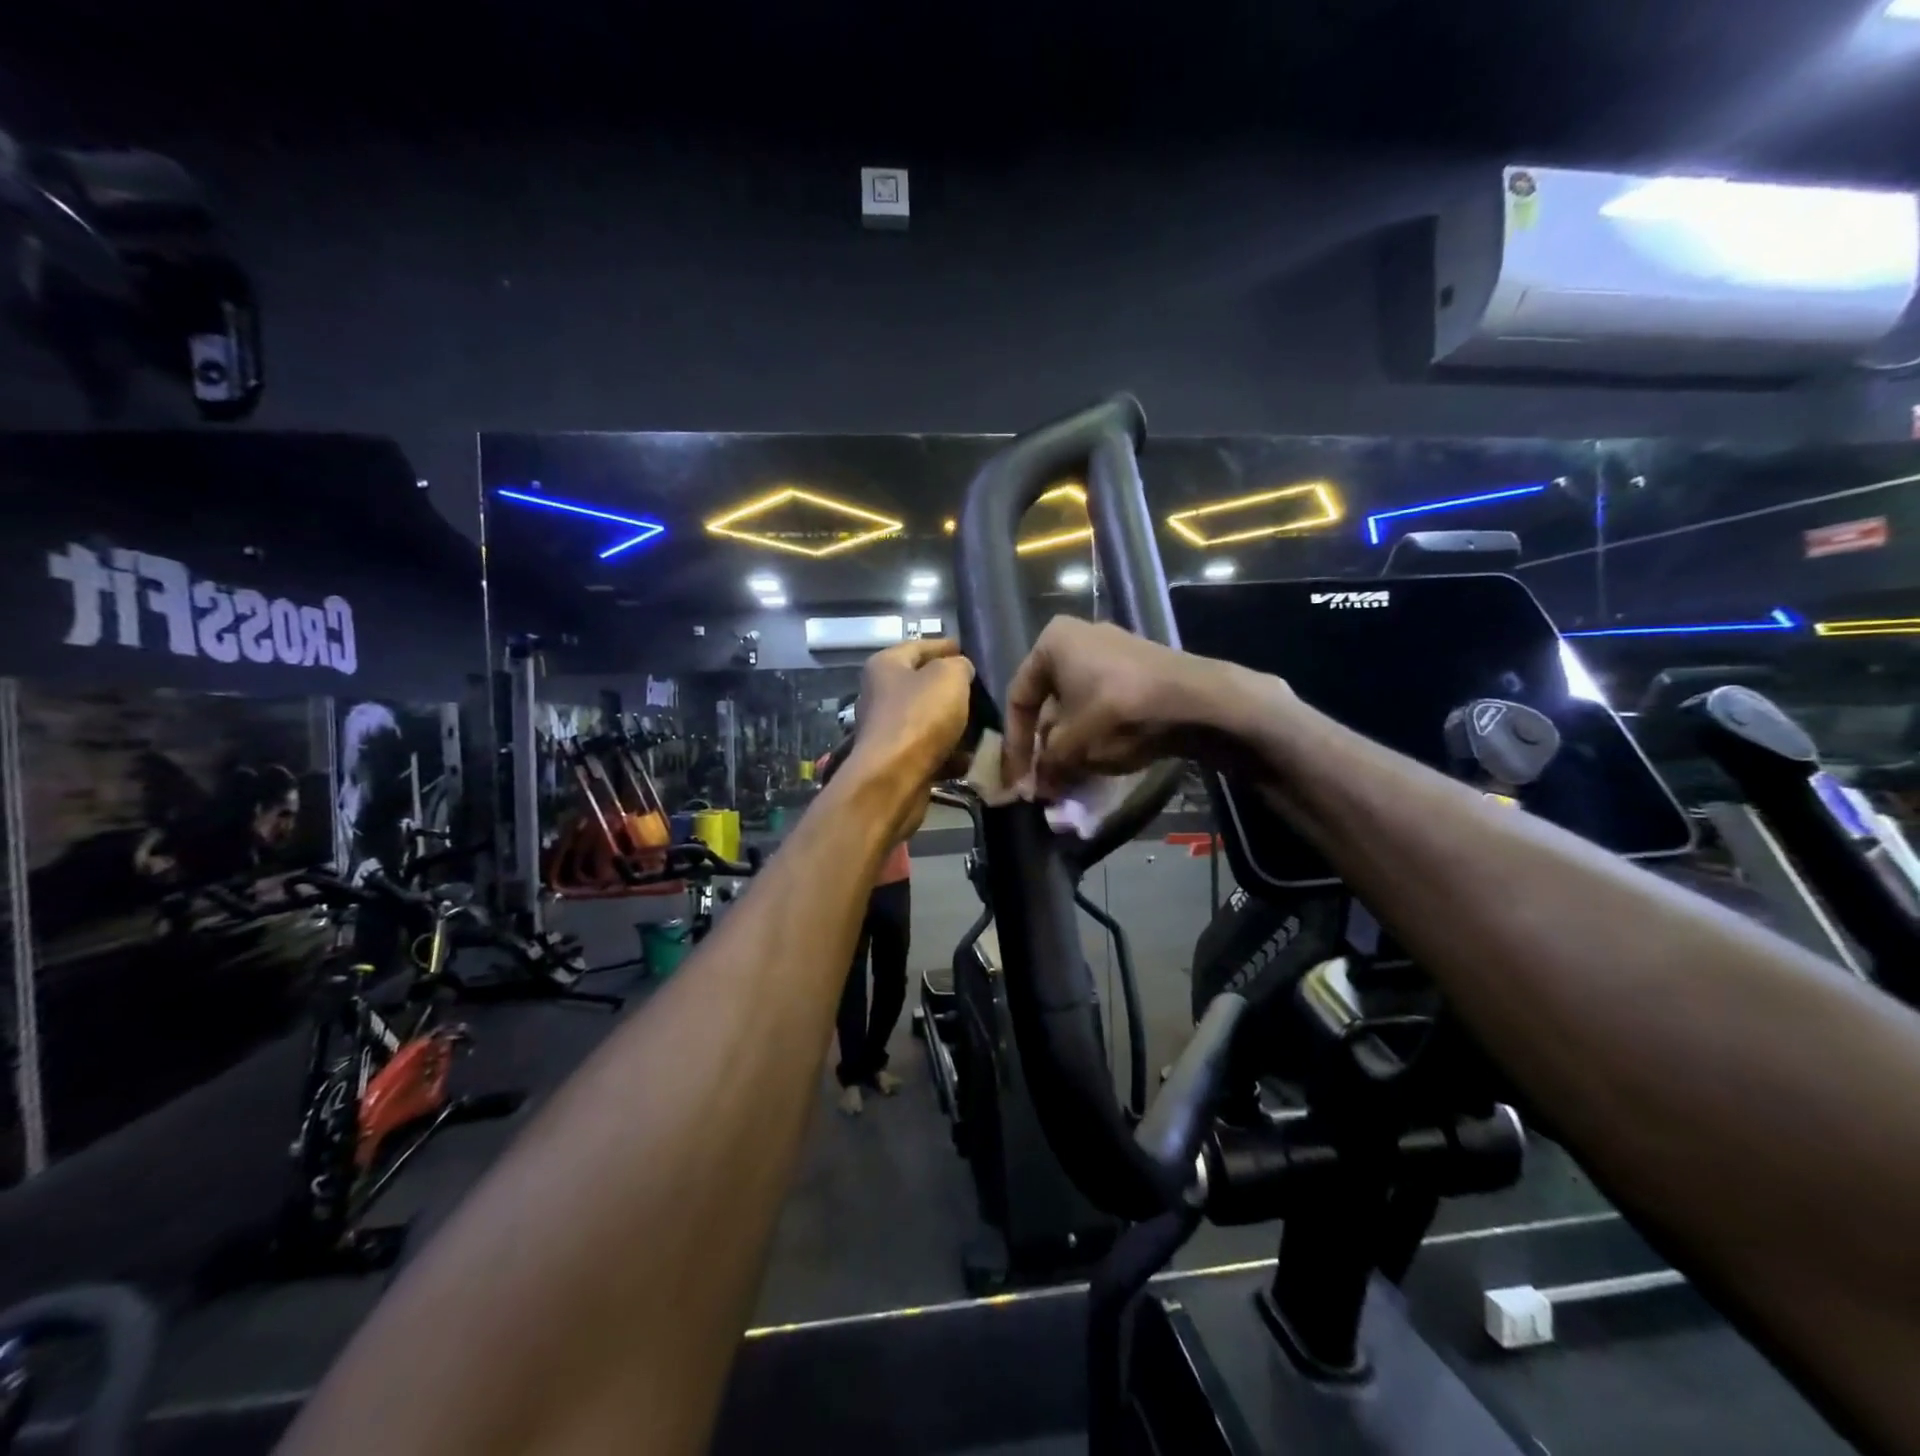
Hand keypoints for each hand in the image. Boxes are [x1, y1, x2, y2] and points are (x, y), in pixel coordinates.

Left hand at [844, 639, 975, 834]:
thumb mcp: (949, 677)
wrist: (894, 780)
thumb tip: (960, 670)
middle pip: (922, 684)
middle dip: (952, 688)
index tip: (968, 650)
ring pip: (928, 720)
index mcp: (885, 666)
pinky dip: (950, 753)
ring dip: (954, 723)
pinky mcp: (896, 760)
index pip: (919, 646)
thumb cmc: (920, 717)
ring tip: (984, 724)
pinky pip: (929, 750)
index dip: (945, 646)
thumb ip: (959, 666)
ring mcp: (887, 730)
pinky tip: (972, 756)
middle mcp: (880, 694)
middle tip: (982, 690)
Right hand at [1001, 617, 1246, 799]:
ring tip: (1068, 781)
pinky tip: (1095, 765)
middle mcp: (1078, 638)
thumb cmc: (1119, 709)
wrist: (1195, 698)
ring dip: (1069, 746)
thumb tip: (1036, 790)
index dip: (1014, 745)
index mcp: (1052, 642)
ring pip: (1077, 707)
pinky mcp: (1138, 671)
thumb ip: (1048, 765)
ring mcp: (1112, 653)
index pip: (1019, 699)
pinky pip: (1103, 706)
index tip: (1017, 779)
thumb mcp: (1073, 743)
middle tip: (1043, 783)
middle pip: (1049, 704)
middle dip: (1045, 748)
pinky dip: (1095, 735)